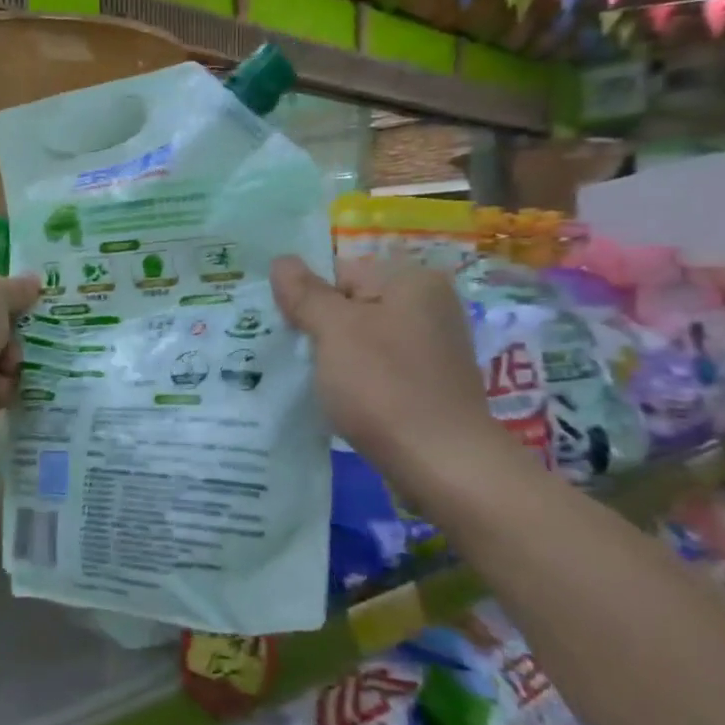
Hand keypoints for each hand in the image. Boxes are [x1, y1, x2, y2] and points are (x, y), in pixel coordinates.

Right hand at [271, 255, 510, 503]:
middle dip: (321, 330)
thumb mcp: (334, 331)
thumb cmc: (383, 386)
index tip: (291, 334)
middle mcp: (430, 305)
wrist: (442, 464)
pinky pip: (381, 369)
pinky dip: (359, 382)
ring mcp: (434, 347)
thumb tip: (282, 260)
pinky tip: (344, 403)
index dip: (309, 301)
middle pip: (353, 306)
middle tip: (298, 360)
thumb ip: (305, 293)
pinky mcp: (431, 384)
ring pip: (364, 340)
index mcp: (412, 280)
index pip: (340, 273)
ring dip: (336, 359)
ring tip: (316, 385)